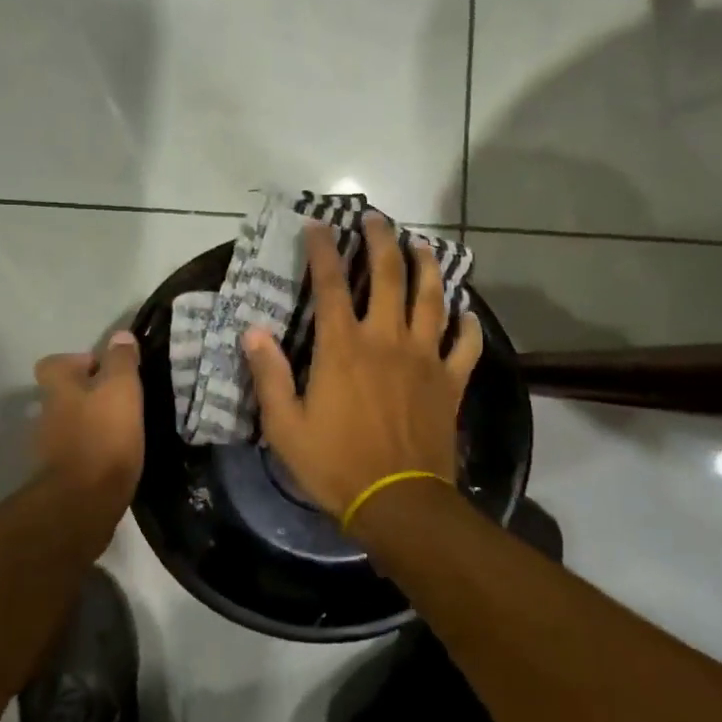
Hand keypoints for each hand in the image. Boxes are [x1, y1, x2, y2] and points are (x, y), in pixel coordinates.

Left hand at [31, 331, 144, 512]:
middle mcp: (47, 415)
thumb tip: (120, 336)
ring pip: (71, 425)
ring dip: (92, 425)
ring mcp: (50, 448)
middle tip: (122, 401)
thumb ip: (121, 361)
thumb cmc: (104, 437)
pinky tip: (117, 457)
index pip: (53, 363)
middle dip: (88, 395)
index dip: (77, 362)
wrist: (84, 503)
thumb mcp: (122, 389)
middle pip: (64, 395)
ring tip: (125, 430)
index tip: (105, 370)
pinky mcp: (61, 477)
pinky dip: (94, 452)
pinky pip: (78, 454)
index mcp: (58, 389)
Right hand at [243, 213, 481, 518]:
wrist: (398, 503)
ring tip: (422, 245)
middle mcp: (386, 340)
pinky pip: (466, 345)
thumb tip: (253, 330)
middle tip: (377, 218)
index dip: (323, 250)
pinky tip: (467, 312)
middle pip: (389, 276)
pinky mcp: (450, 382)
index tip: (318, 223)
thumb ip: (268, 374)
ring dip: (427, 266)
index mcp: (343, 348)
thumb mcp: (285, 425)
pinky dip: (469, 325)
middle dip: (382, 240)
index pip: (330, 284)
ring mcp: (424, 359)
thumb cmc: (335, 464)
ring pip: (432, 299)